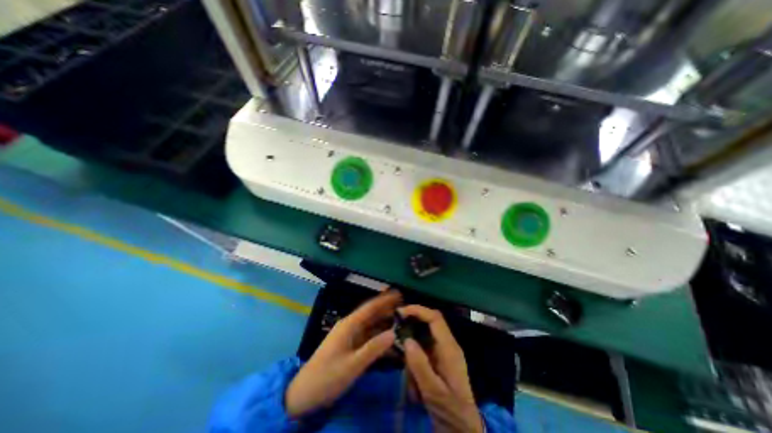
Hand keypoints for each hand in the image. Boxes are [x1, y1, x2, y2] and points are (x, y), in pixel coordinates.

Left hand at [284, 289, 403, 417]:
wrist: (305, 394)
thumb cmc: (328, 376)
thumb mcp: (352, 365)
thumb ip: (373, 348)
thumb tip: (394, 333)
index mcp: (349, 324)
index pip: (370, 307)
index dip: (385, 299)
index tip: (399, 293)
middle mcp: (350, 326)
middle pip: (372, 313)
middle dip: (387, 308)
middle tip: (405, 305)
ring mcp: (350, 336)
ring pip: (371, 325)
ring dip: (385, 322)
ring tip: (401, 319)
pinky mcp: (350, 345)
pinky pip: (368, 337)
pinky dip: (379, 336)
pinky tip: (389, 339)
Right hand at [398, 304, 480, 432]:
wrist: (463, 431)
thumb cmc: (451, 411)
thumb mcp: (433, 392)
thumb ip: (420, 365)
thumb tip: (407, 340)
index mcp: (450, 348)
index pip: (435, 318)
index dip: (418, 310)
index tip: (400, 312)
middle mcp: (447, 345)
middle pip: (429, 323)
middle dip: (411, 325)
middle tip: (395, 332)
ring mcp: (443, 352)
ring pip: (423, 337)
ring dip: (412, 351)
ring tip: (410, 378)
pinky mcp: (439, 360)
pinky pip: (423, 350)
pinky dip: (414, 361)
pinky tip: (413, 383)